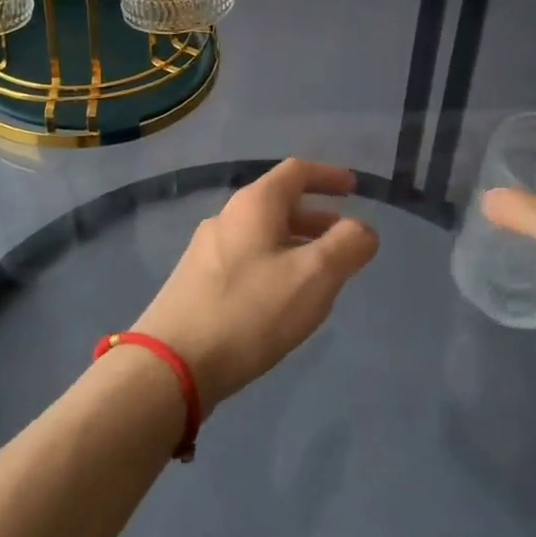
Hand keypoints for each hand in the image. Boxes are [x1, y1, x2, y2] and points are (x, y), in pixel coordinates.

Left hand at [132, 160, 379, 414]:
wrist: (171, 365)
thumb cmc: (249, 311)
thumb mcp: (313, 277)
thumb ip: (347, 247)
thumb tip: (364, 229)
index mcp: (254, 205)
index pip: (297, 171)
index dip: (329, 175)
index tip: (354, 187)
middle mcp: (227, 217)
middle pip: (279, 203)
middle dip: (317, 216)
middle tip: (344, 237)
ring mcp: (207, 250)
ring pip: (263, 234)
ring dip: (297, 243)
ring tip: (321, 273)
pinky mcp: (197, 282)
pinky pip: (248, 258)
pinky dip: (276, 263)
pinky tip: (283, 298)